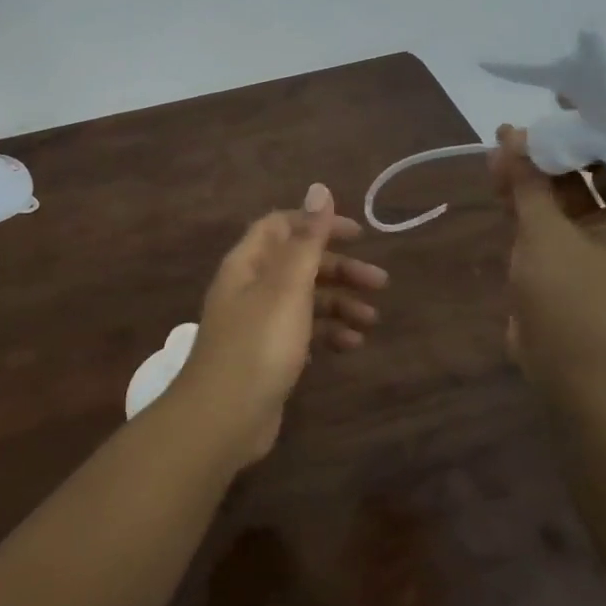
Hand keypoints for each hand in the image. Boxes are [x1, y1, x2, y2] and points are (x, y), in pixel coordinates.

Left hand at [169, 183, 387, 464]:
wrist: (224, 417)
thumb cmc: (258, 344)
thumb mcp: (287, 287)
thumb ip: (306, 239)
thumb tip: (319, 188)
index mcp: (248, 263)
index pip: (281, 226)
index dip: (317, 224)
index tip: (358, 234)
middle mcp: (249, 287)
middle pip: (298, 264)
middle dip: (339, 269)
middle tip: (381, 283)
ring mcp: (256, 323)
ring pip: (303, 300)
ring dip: (338, 304)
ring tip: (371, 322)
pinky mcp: (266, 355)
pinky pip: (301, 333)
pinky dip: (326, 334)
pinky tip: (350, 347)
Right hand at [490, 124, 605, 386]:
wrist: (564, 364)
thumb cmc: (569, 295)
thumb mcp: (545, 232)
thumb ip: (528, 181)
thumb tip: (512, 135)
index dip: (596, 126)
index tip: (561, 104)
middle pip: (592, 170)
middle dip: (554, 150)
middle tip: (518, 131)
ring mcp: (592, 239)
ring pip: (564, 192)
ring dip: (533, 173)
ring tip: (497, 152)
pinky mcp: (564, 254)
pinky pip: (547, 214)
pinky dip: (525, 197)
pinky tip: (496, 180)